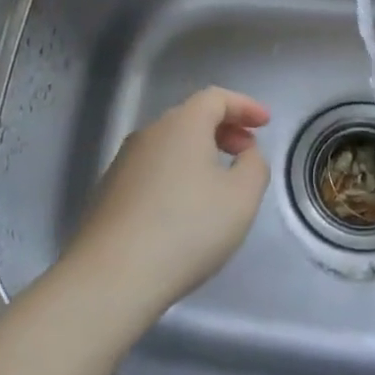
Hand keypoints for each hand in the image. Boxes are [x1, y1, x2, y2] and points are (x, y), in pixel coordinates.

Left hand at [67, 87, 272, 315]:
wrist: (112, 276)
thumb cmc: (187, 229)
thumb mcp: (241, 198)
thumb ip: (254, 166)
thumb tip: (245, 154)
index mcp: (182, 125)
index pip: (216, 97)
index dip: (245, 106)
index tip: (265, 123)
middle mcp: (149, 134)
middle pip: (191, 117)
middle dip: (224, 129)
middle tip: (246, 153)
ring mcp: (123, 162)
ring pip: (170, 144)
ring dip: (199, 153)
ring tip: (219, 183)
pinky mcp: (109, 192)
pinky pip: (153, 168)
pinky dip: (177, 173)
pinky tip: (185, 208)